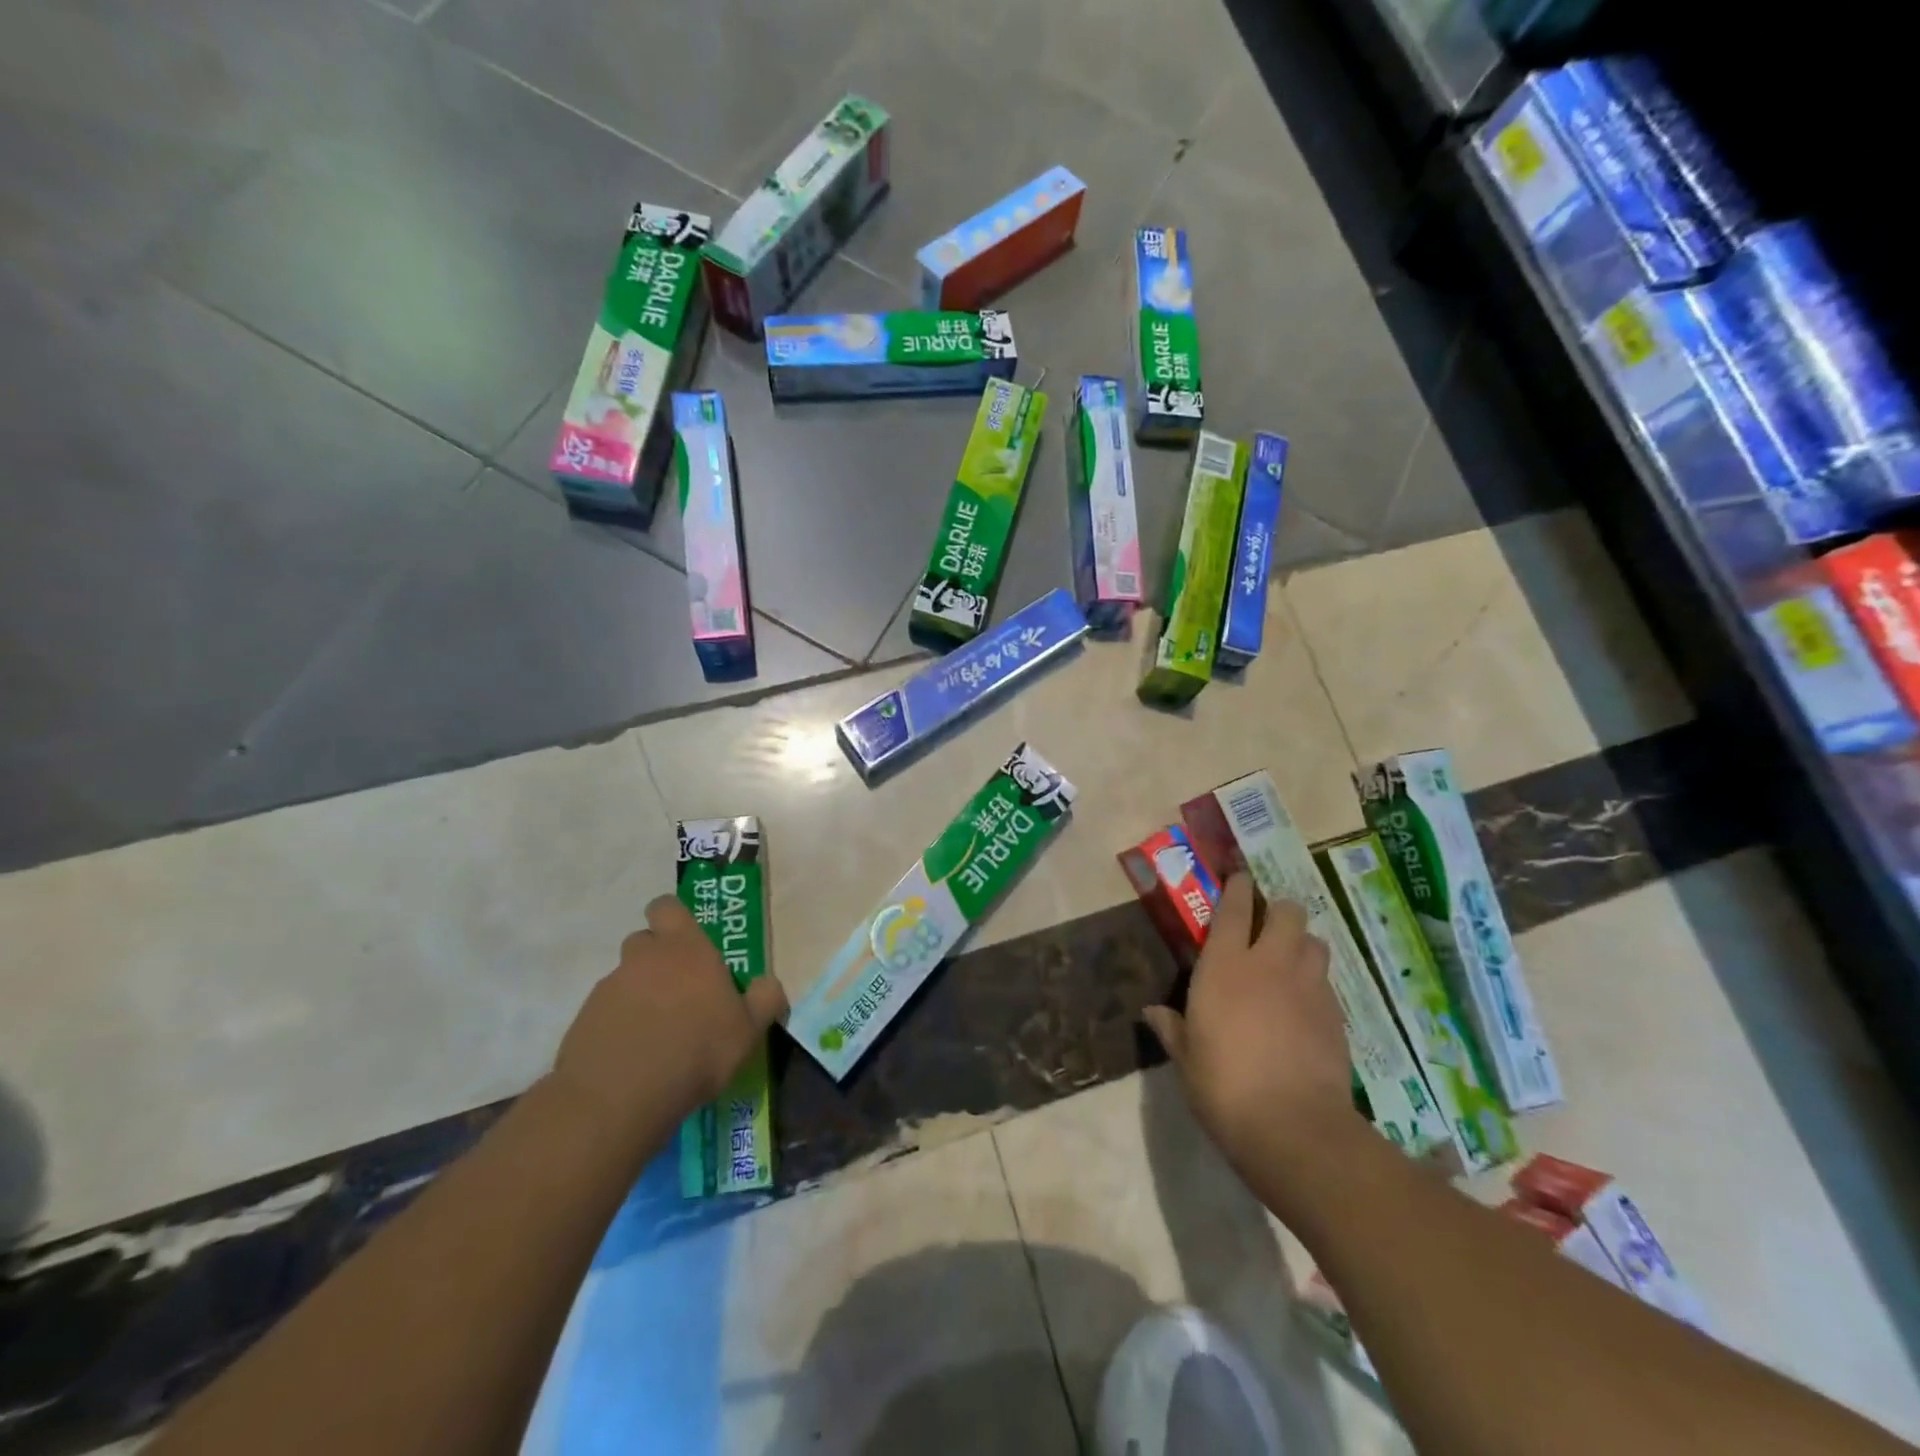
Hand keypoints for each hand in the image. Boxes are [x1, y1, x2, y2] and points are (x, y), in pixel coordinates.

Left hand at [552, 895, 786, 1136]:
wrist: (619, 1097)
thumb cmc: (696, 1050)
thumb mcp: (748, 1030)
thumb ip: (764, 1000)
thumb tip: (768, 984)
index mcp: (685, 948)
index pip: (667, 907)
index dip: (673, 918)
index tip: (686, 941)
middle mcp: (644, 958)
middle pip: (644, 941)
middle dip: (657, 958)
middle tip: (678, 991)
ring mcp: (609, 988)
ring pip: (625, 978)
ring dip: (638, 995)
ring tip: (655, 1033)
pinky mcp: (583, 1020)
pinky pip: (605, 1012)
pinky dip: (617, 1025)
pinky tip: (632, 1056)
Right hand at [1143, 874, 1354, 1174]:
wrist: (1293, 1127)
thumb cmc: (1224, 1086)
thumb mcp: (1186, 1059)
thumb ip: (1172, 1028)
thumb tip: (1152, 1013)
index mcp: (1224, 966)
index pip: (1234, 909)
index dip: (1237, 888)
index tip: (1239, 878)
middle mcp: (1269, 964)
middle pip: (1287, 912)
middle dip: (1278, 911)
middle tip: (1266, 927)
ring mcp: (1308, 986)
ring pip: (1314, 942)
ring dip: (1301, 944)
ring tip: (1289, 962)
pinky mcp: (1336, 1014)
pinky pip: (1326, 981)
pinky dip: (1315, 982)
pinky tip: (1304, 1005)